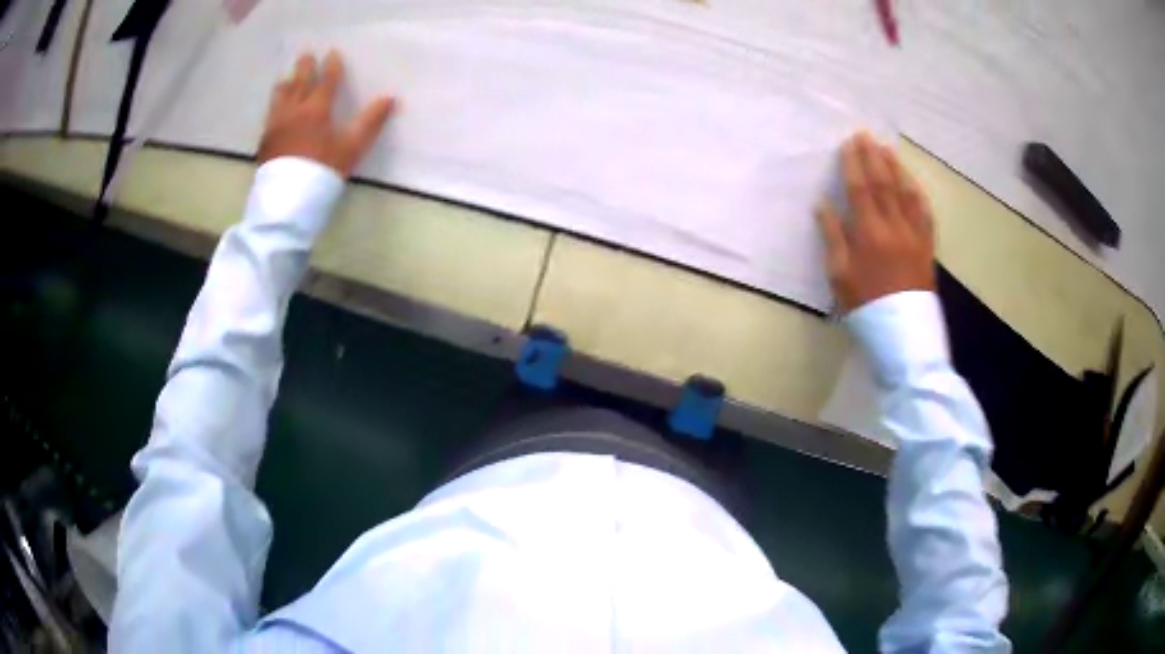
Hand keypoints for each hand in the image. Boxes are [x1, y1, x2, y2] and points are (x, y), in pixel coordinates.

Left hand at [257, 50, 394, 176]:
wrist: (289, 199)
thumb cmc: (323, 171)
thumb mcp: (353, 148)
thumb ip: (371, 122)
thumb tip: (390, 98)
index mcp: (317, 110)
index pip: (326, 81)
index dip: (331, 66)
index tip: (333, 53)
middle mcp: (294, 111)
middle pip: (299, 82)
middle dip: (304, 67)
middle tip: (306, 54)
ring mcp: (276, 125)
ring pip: (280, 97)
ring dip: (285, 84)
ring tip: (286, 78)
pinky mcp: (265, 141)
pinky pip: (269, 115)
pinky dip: (274, 105)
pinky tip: (275, 109)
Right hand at [816, 133, 935, 312]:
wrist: (903, 333)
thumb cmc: (866, 306)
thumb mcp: (840, 276)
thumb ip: (833, 237)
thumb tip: (824, 206)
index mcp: (869, 233)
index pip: (860, 189)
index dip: (854, 164)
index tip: (849, 144)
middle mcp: (894, 227)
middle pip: (884, 184)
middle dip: (873, 157)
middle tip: (865, 135)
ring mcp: (914, 235)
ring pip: (906, 193)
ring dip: (896, 168)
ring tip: (886, 149)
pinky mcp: (927, 245)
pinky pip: (924, 212)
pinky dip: (917, 193)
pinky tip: (912, 182)